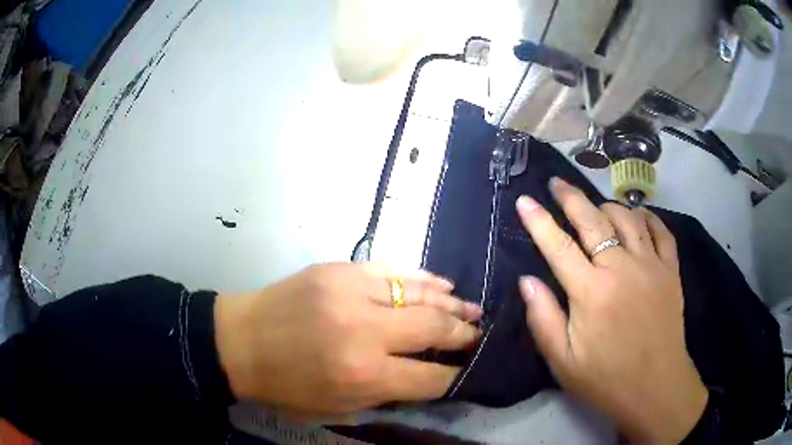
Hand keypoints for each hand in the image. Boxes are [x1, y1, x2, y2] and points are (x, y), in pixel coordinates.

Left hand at [214, 263, 481, 417]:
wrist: (239, 342)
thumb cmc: (285, 386)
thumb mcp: (338, 407)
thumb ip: (387, 392)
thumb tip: (426, 375)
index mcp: (363, 374)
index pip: (431, 377)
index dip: (455, 376)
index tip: (468, 370)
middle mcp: (365, 331)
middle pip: (434, 328)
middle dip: (464, 335)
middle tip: (480, 336)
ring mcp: (352, 291)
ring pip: (419, 293)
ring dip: (452, 303)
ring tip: (474, 310)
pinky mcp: (340, 269)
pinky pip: (393, 270)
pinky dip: (423, 278)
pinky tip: (444, 284)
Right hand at [516, 178, 707, 442]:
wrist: (655, 387)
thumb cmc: (606, 379)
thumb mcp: (563, 361)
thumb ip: (543, 318)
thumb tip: (526, 280)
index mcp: (591, 292)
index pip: (558, 246)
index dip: (538, 221)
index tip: (524, 200)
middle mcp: (621, 268)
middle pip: (593, 220)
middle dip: (570, 197)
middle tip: (556, 183)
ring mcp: (650, 265)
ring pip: (627, 217)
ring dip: (607, 206)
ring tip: (596, 206)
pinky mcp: (671, 270)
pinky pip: (660, 231)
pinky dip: (647, 218)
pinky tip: (639, 217)